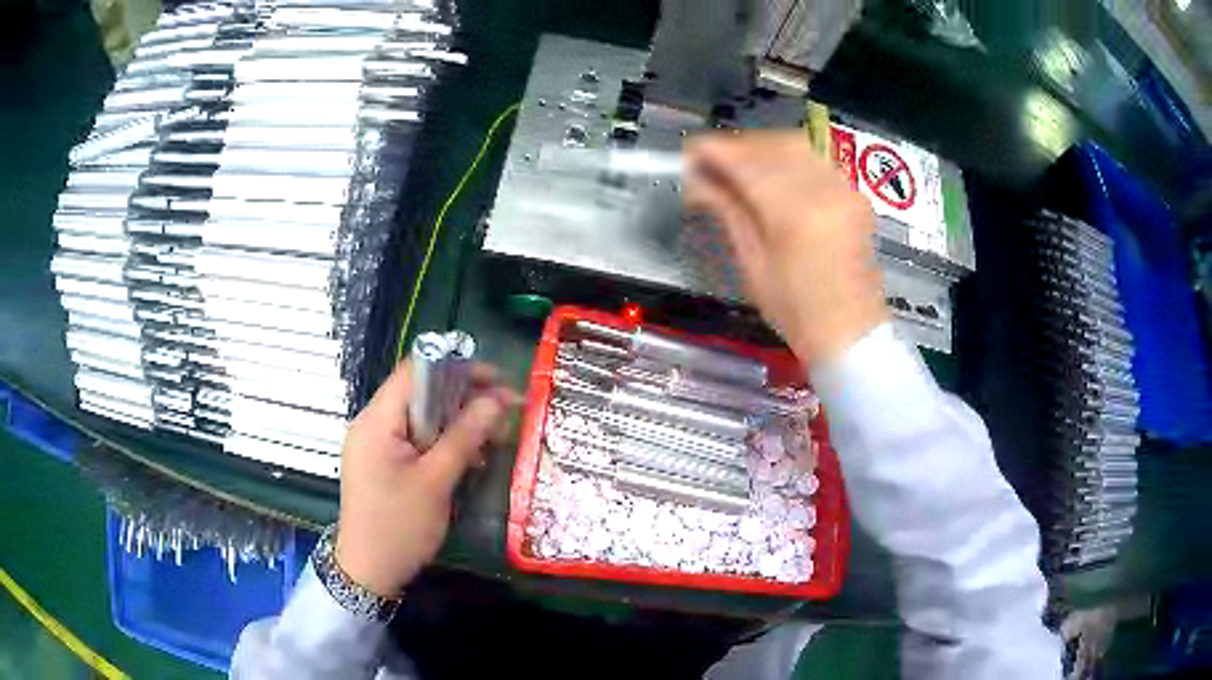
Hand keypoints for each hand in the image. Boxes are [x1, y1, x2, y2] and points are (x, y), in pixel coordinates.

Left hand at [335, 361, 515, 596]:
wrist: (368, 572)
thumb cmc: (399, 527)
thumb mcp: (436, 482)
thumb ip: (464, 436)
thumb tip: (497, 400)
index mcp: (376, 421)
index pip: (415, 371)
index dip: (456, 368)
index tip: (496, 380)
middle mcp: (372, 424)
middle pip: (420, 393)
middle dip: (463, 398)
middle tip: (503, 413)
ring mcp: (375, 445)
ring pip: (421, 417)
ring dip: (456, 423)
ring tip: (492, 439)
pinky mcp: (383, 463)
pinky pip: (415, 439)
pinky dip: (442, 443)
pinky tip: (468, 459)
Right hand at [685, 131, 888, 362]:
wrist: (852, 334)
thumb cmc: (797, 313)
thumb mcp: (754, 266)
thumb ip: (728, 212)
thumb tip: (696, 180)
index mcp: (794, 215)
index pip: (747, 163)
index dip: (714, 151)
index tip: (688, 152)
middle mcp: (824, 190)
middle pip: (772, 145)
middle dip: (737, 146)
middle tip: (709, 162)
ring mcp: (844, 189)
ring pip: (796, 146)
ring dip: (761, 148)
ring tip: (737, 167)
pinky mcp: (854, 195)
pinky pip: (815, 160)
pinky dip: (787, 158)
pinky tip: (770, 174)